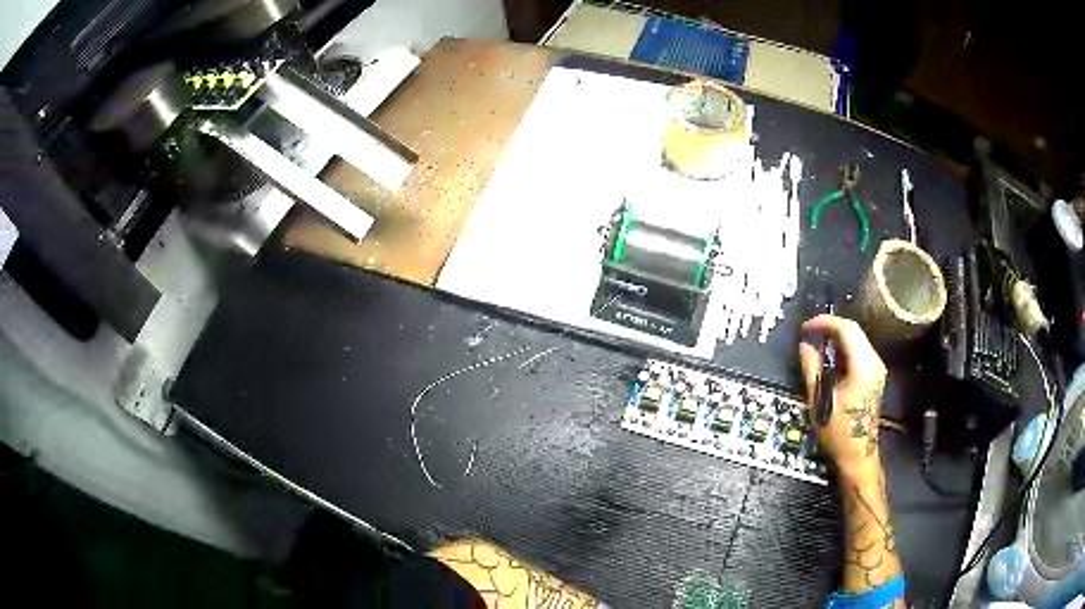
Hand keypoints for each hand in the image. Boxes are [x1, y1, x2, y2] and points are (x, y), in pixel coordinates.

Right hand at [798, 314, 886, 478]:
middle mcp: (874, 362)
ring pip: (857, 339)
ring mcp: (877, 369)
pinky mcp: (875, 375)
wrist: (857, 455)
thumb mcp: (820, 400)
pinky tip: (830, 356)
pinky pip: (859, 350)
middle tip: (809, 333)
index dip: (825, 322)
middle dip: (831, 327)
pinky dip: (844, 347)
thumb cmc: (838, 432)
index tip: (806, 327)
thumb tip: (804, 345)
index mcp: (863, 366)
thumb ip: (812, 368)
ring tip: (817, 343)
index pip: (846, 329)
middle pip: (854, 331)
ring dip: (837, 337)